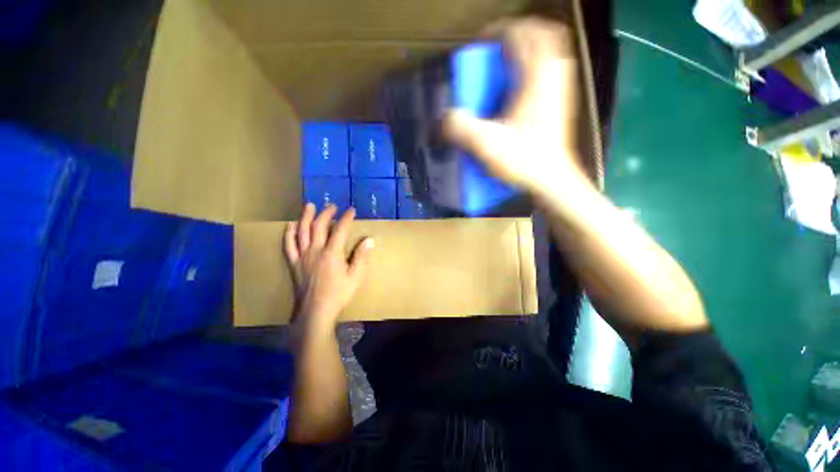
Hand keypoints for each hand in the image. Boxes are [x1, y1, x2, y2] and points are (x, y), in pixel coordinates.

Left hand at [284, 203, 373, 331]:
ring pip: (302, 231)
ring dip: (306, 216)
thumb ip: (362, 257)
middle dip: (326, 213)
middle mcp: (315, 250)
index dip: (346, 218)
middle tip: (332, 206)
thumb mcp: (356, 277)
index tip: (352, 210)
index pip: (340, 229)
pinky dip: (289, 233)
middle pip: (319, 226)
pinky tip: (290, 225)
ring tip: (309, 206)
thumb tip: (369, 239)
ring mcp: (302, 256)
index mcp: (332, 253)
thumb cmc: (338, 294)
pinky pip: (289, 245)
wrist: (315, 312)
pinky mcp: (294, 263)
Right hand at [444, 18, 590, 202]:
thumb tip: (445, 117)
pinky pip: (551, 72)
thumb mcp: (486, 144)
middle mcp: (553, 77)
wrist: (551, 180)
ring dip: (528, 51)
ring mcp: (561, 90)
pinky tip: (520, 89)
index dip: (500, 31)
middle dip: (519, 34)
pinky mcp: (560, 104)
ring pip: (550, 52)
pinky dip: (534, 71)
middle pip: (544, 35)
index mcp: (537, 79)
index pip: (523, 34)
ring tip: (507, 65)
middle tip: (497, 48)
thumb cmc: (523, 161)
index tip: (482, 42)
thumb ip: (462, 128)